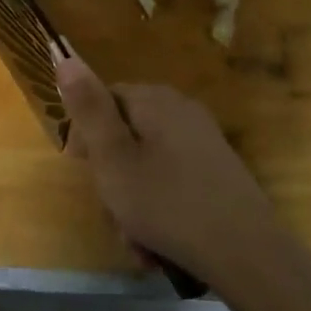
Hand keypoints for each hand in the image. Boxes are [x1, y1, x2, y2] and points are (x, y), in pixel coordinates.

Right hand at [57, 56, 283, 286]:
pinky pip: (170, 180)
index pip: (102, 99)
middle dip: (111, 177)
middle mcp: (181, 111)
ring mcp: (203, 141)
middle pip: (124, 134)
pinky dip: (158, 207)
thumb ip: (88, 109)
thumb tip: (65, 57)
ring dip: (131, 201)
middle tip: (111, 211)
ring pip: (145, 164)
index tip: (80, 169)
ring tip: (134, 238)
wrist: (246, 253)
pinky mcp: (216, 171)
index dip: (84, 134)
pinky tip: (156, 243)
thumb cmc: (167, 204)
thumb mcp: (113, 158)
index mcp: (155, 100)